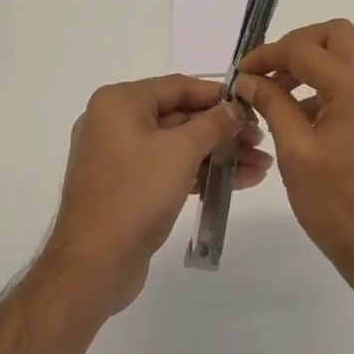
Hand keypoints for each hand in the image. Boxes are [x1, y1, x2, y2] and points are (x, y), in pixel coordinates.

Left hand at [41, 76, 271, 317]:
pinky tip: (236, 182)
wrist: (93, 267)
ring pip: (178, 146)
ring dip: (218, 155)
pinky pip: (169, 168)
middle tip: (261, 142)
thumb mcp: (182, 151)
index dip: (218, 96)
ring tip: (259, 167)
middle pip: (181, 116)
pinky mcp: (127, 187)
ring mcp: (119, 157)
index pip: (179, 87)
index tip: (252, 106)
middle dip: (223, 131)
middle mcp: (115, 122)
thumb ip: (214, 123)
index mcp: (119, 102)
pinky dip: (199, 173)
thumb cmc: (136, 194)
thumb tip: (235, 108)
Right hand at [234, 20, 353, 287]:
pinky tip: (301, 114)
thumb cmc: (337, 203)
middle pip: (336, 34)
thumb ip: (272, 104)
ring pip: (348, 55)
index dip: (268, 55)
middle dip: (298, 45)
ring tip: (277, 94)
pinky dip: (328, 83)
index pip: (305, 48)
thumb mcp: (295, 151)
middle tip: (268, 72)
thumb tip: (248, 79)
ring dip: (313, 63)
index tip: (241, 73)